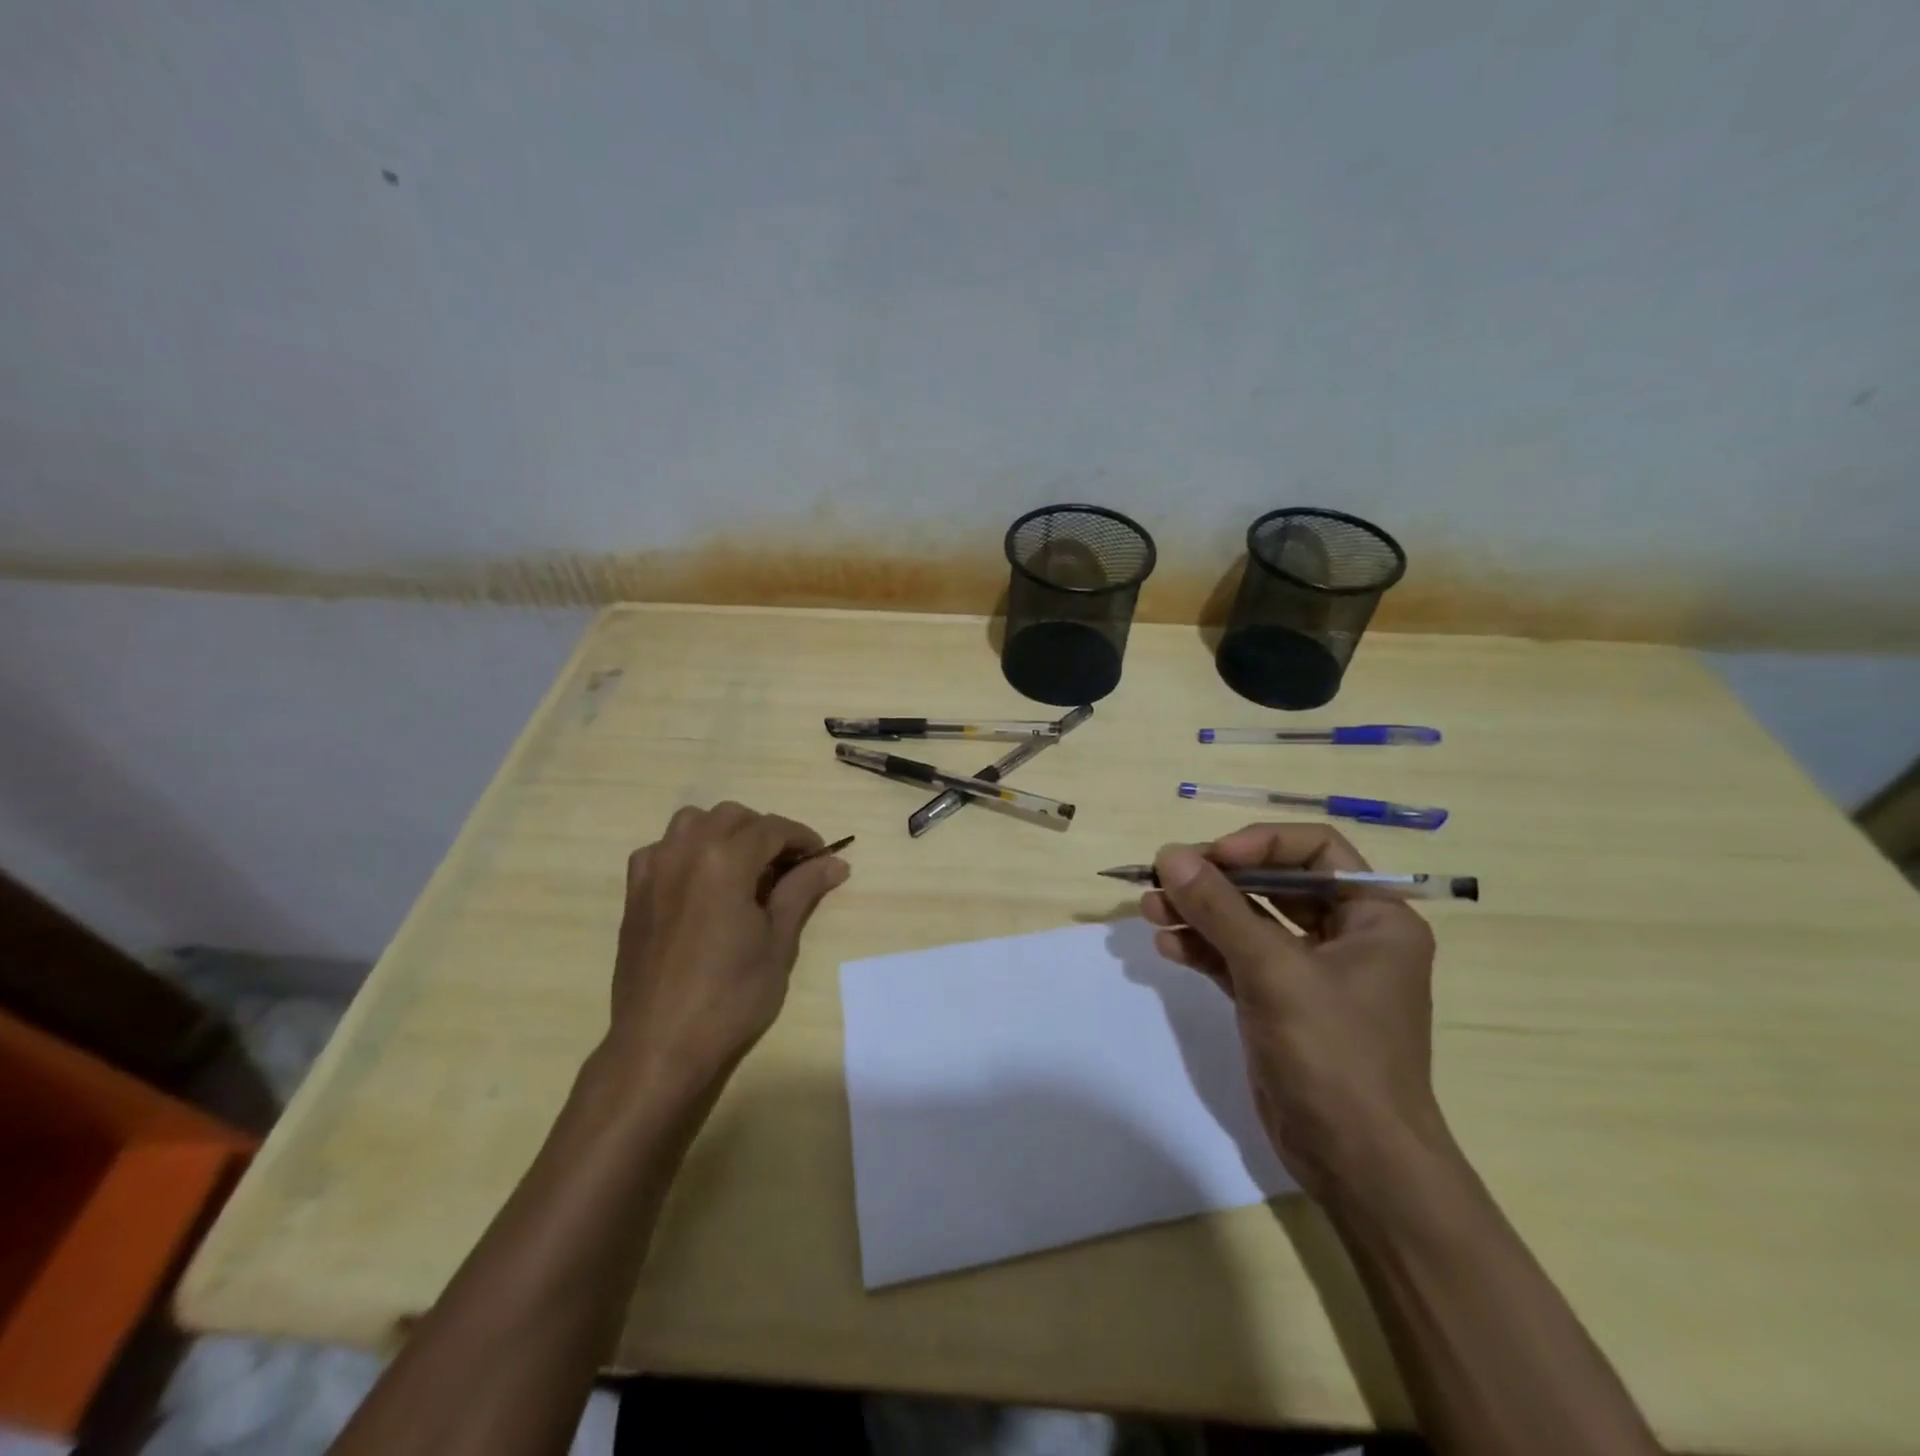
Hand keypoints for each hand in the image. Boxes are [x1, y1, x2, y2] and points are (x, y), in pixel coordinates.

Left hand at [606, 802, 849, 1100]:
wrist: (660, 1044)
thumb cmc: (730, 996)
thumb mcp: (778, 942)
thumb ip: (803, 890)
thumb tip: (836, 862)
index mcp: (724, 860)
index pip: (772, 828)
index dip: (803, 838)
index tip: (822, 858)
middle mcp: (684, 851)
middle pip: (733, 816)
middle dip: (765, 832)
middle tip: (788, 867)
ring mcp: (653, 870)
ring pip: (693, 822)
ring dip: (724, 832)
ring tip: (744, 867)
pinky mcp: (634, 892)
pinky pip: (661, 848)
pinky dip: (686, 850)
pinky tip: (699, 881)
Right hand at [1142, 823, 1442, 1202]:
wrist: (1356, 1163)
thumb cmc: (1335, 1054)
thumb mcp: (1274, 971)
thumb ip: (1220, 909)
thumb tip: (1169, 855)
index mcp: (1374, 917)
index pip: (1316, 849)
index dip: (1261, 843)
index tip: (1210, 858)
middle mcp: (1346, 936)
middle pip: (1273, 882)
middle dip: (1217, 879)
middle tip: (1164, 876)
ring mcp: (1309, 971)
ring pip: (1248, 921)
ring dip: (1199, 912)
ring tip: (1150, 909)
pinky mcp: (1278, 1002)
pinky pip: (1235, 958)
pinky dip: (1202, 948)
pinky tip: (1167, 946)